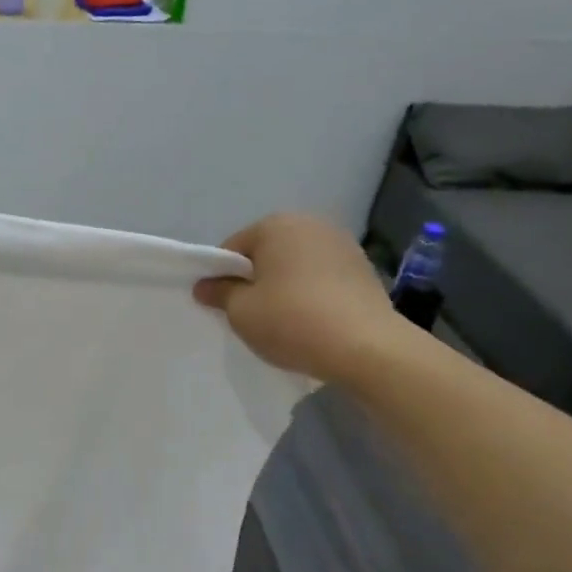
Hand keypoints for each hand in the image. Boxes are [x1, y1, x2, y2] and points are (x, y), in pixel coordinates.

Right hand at [194, 214, 413, 381]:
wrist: (367, 348)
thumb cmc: (292, 321)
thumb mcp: (241, 311)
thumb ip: (219, 293)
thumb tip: (204, 286)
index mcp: (275, 225)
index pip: (233, 249)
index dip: (222, 278)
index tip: (224, 306)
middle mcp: (310, 224)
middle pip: (267, 253)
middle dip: (256, 279)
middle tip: (253, 315)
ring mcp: (342, 244)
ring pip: (296, 265)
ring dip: (286, 286)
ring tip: (286, 321)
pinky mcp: (364, 268)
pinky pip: (323, 278)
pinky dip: (312, 294)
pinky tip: (313, 321)